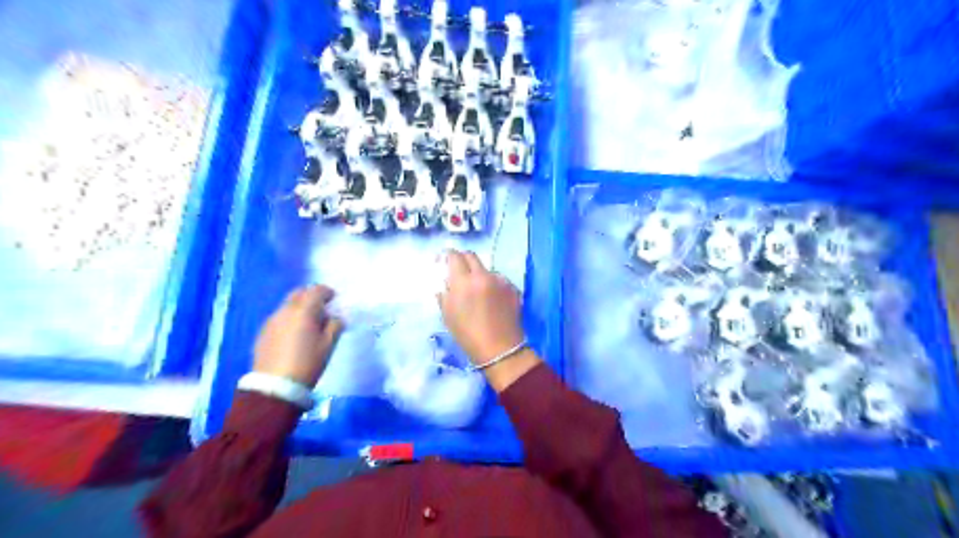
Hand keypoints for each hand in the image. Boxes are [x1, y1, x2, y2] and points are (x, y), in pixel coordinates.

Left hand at [254, 285, 344, 386]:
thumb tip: (336, 317)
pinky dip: (289, 319)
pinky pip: (279, 317)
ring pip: (287, 305)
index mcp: (303, 311)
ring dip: (300, 308)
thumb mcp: (328, 345)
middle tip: (322, 309)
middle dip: (311, 296)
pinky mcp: (263, 333)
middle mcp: (285, 311)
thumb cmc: (308, 363)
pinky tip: (295, 335)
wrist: (275, 386)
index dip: (327, 292)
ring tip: (309, 324)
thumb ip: (335, 325)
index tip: (335, 300)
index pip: (316, 290)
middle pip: (299, 293)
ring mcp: (271, 321)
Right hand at [440, 251, 527, 365]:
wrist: (500, 349)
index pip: (455, 256)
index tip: (445, 260)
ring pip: (487, 269)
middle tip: (460, 270)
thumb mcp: (448, 315)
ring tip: (478, 291)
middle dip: (463, 260)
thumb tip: (446, 283)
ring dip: (480, 274)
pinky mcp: (513, 288)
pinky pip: (499, 280)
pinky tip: (493, 299)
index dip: (448, 255)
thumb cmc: (468, 335)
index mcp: (463, 281)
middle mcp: (483, 276)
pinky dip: (493, 285)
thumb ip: (445, 294)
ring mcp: (500, 281)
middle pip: (472, 256)